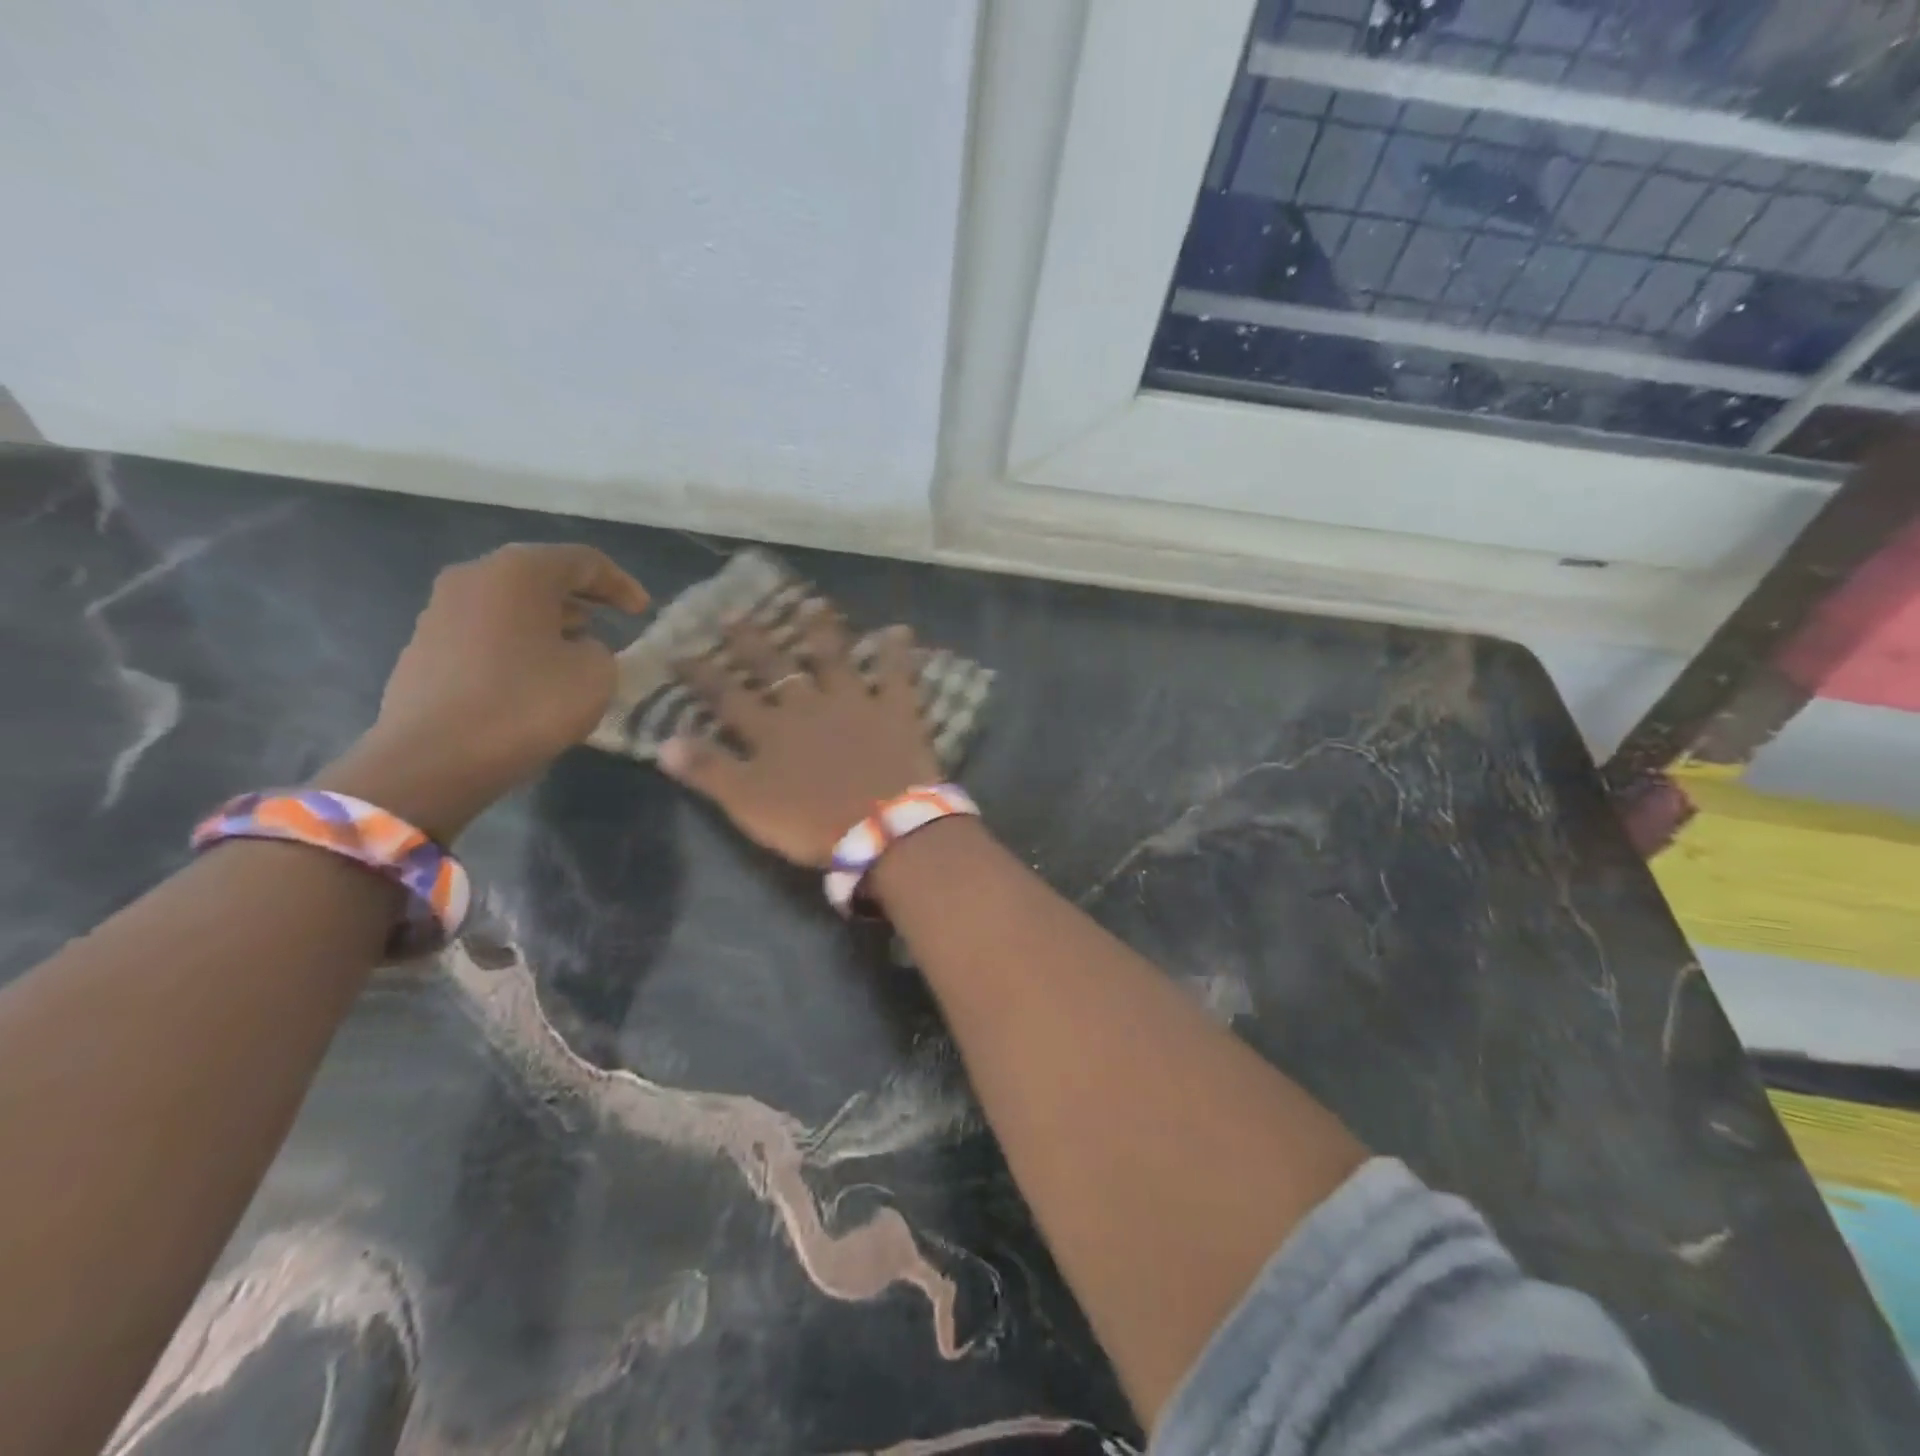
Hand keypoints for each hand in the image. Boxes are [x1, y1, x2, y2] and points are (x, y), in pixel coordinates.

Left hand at [316, 543, 647, 840]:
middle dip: (582, 598)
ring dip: (550, 621)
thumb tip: (578, 649)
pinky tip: (539, 674)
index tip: (644, 613)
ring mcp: (441, 612)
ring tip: (580, 647)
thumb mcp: (595, 674)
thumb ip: (600, 649)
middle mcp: (473, 578)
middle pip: (541, 576)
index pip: (583, 560)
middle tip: (613, 621)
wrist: (434, 759)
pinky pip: (488, 632)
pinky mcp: (425, 649)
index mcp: (518, 571)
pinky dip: (521, 643)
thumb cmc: (527, 704)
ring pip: (511, 604)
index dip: (621, 584)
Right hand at [659, 600, 940, 865]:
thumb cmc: (811, 821)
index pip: (727, 696)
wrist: (882, 827)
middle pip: (775, 668)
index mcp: (771, 730)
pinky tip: (901, 630)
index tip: (680, 651)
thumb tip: (663, 741)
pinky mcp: (895, 711)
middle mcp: (808, 705)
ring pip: (834, 659)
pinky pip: (898, 675)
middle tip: (734, 613)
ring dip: (822, 632)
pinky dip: (898, 653)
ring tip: (813, 603)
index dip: (703, 675)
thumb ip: (708, 770)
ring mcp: (854, 703)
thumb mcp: (747, 803)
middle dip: (752, 642)